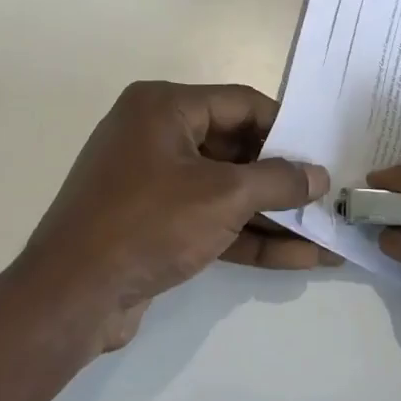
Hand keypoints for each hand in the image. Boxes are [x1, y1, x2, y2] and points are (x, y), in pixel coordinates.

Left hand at [15, 81, 335, 350]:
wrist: (72, 295)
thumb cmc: (148, 223)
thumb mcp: (222, 196)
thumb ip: (277, 181)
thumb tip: (317, 176)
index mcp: (163, 107)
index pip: (240, 104)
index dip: (285, 128)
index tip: (323, 153)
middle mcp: (155, 135)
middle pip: (234, 148)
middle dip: (282, 178)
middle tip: (328, 196)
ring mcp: (153, 182)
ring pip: (225, 190)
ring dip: (272, 214)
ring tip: (325, 233)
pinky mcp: (154, 224)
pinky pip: (209, 220)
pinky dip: (247, 237)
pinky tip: (298, 258)